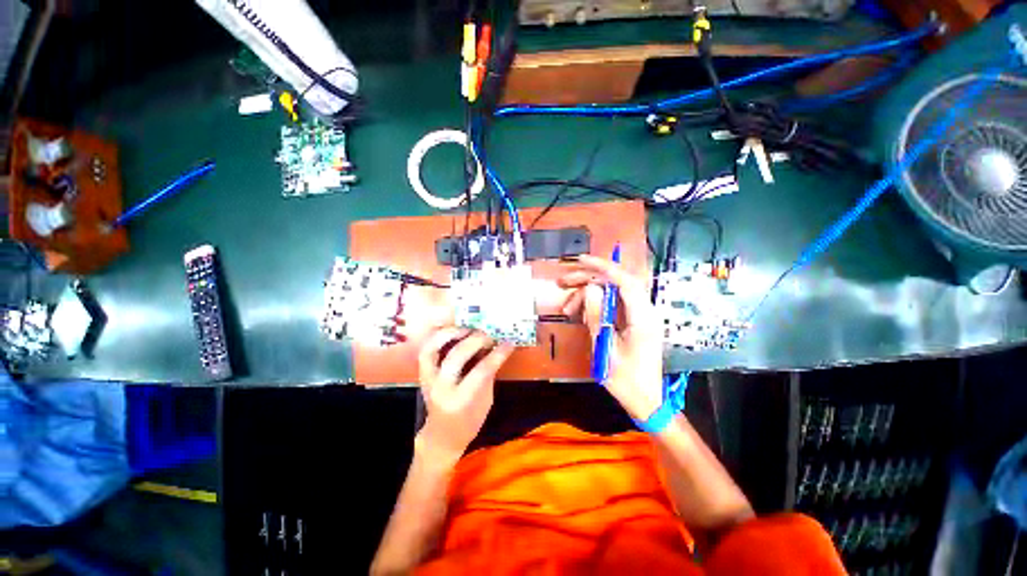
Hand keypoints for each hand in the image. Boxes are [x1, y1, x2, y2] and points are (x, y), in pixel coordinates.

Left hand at [416, 327, 514, 464]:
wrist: (442, 436)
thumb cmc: (469, 422)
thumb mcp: (486, 401)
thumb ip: (488, 375)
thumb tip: (496, 348)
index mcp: (461, 400)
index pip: (481, 371)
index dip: (497, 355)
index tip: (509, 343)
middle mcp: (441, 388)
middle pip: (456, 356)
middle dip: (475, 340)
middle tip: (489, 335)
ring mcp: (428, 380)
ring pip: (431, 349)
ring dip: (449, 334)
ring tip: (467, 329)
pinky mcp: (422, 374)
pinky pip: (426, 350)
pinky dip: (437, 337)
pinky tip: (452, 332)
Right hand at [559, 255, 663, 420]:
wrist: (646, 401)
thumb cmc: (627, 381)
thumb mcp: (606, 349)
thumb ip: (597, 317)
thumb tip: (590, 289)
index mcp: (642, 318)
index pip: (625, 281)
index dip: (603, 267)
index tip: (580, 261)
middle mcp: (643, 311)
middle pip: (615, 283)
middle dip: (588, 279)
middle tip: (562, 283)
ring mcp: (638, 316)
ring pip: (610, 293)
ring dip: (587, 295)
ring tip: (567, 307)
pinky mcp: (631, 322)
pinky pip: (610, 305)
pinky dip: (593, 306)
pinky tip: (579, 314)